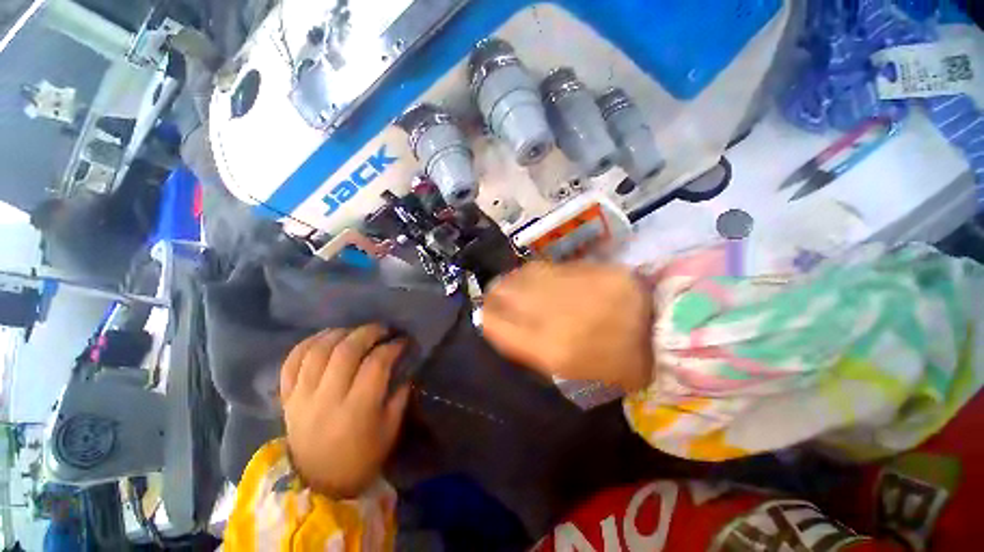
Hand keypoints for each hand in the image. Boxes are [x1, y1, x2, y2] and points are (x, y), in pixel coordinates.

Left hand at [280, 325, 410, 498]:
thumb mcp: (390, 430)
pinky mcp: (287, 398)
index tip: (402, 342)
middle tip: (382, 329)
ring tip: (355, 331)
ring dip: (340, 333)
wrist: (317, 484)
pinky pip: (291, 362)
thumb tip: (404, 368)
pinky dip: (308, 343)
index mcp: (357, 409)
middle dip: (368, 332)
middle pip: (346, 351)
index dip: (392, 347)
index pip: (376, 364)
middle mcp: (327, 399)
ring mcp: (302, 397)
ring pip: (317, 351)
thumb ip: (399, 396)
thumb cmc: (361, 459)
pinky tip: (326, 338)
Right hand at [483, 262, 654, 392]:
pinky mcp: (579, 267)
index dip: (486, 320)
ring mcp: (564, 285)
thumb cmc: (618, 361)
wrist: (664, 328)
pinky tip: (533, 279)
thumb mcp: (572, 370)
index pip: (495, 326)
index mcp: (548, 348)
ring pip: (518, 277)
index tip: (487, 318)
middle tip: (496, 300)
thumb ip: (533, 349)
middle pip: (501, 295)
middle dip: (493, 297)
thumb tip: (507, 327)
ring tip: (512, 288)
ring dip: (509, 283)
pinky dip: (529, 274)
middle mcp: (549, 313)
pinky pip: (541, 268)